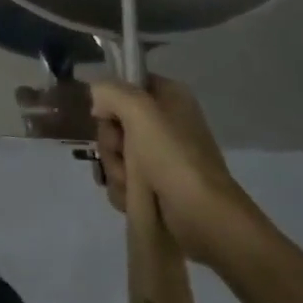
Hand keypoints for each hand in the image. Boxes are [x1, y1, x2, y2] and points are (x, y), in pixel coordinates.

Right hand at [90, 76, 258, 267]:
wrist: (204, 219)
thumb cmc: (172, 157)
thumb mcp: (138, 109)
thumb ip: (109, 91)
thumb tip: (98, 102)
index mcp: (169, 97)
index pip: (125, 83)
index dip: (111, 100)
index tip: (106, 116)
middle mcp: (165, 122)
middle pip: (114, 121)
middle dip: (110, 142)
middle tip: (121, 152)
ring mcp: (160, 156)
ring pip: (115, 152)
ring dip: (115, 168)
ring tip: (131, 183)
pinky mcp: (156, 186)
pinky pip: (123, 178)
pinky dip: (123, 189)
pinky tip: (132, 198)